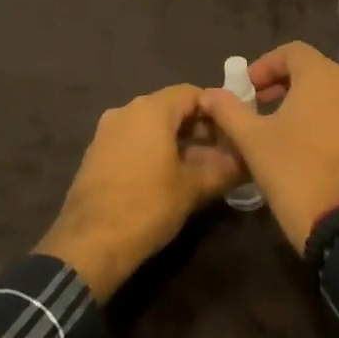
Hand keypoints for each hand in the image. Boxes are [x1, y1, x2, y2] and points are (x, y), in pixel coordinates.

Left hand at [36, 84, 245, 300]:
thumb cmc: (147, 206)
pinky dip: (154, 150)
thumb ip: (224, 169)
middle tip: (223, 152)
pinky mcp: (96, 153)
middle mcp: (126, 110)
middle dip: (199, 127)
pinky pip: (133, 140)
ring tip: (200, 167)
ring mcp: (107, 131)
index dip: (217, 109)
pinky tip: (169, 176)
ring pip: (151, 125)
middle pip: (171, 107)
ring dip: (177, 140)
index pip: (192, 93)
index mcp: (150, 109)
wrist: (89, 245)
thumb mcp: (193, 188)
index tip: (234, 131)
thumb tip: (249, 161)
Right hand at [199, 41, 338, 254]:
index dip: (264, 65)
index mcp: (321, 77)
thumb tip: (208, 93)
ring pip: (327, 92)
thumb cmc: (294, 170)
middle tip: (256, 104)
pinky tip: (300, 144)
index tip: (245, 89)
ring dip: (299, 99)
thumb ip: (228, 111)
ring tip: (274, 125)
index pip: (292, 51)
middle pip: (311, 69)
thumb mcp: (252, 140)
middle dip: (280, 82)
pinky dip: (318, 117)